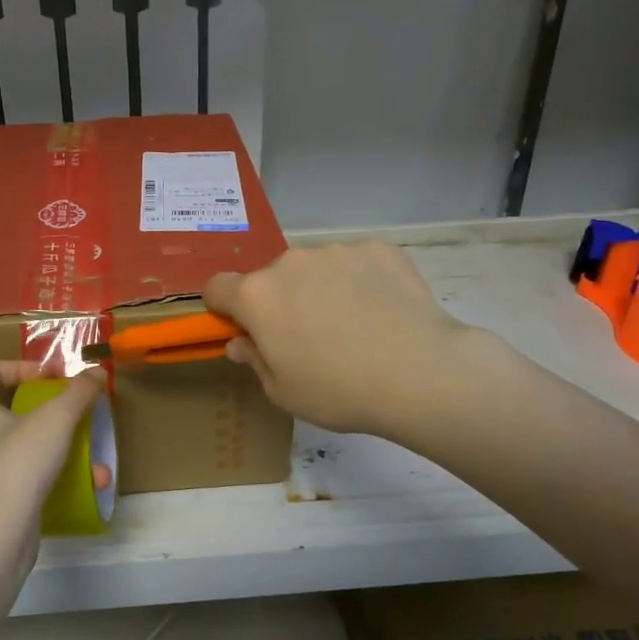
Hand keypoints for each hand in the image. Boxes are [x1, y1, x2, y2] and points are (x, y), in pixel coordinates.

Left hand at [0, 361, 110, 547]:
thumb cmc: (17, 463)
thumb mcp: (56, 419)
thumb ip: (79, 392)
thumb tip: (99, 373)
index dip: (23, 367)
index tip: (55, 377)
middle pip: (6, 408)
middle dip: (47, 410)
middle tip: (72, 412)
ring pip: (18, 446)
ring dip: (56, 447)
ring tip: (90, 456)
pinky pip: (19, 477)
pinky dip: (49, 476)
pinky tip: (82, 486)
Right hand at [205, 242, 486, 436]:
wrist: (421, 373)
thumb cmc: (339, 391)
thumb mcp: (283, 392)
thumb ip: (254, 360)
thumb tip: (241, 342)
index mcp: (257, 295)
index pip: (217, 287)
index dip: (225, 308)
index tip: (246, 329)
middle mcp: (290, 262)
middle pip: (271, 278)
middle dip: (280, 301)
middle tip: (310, 337)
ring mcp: (336, 250)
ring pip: (315, 268)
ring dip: (321, 288)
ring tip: (354, 325)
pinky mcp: (378, 248)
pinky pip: (356, 262)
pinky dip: (361, 281)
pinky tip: (383, 311)